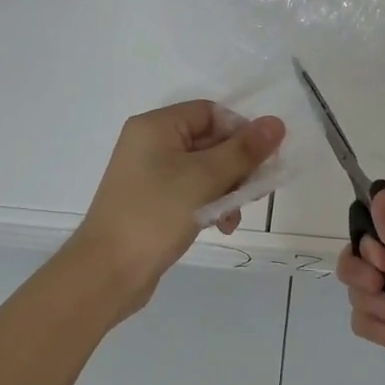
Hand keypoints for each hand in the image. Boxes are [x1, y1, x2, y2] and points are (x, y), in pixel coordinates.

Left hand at [75, 100, 284, 306]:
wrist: (107, 271)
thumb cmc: (155, 215)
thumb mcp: (205, 178)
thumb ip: (244, 151)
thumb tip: (276, 123)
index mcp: (156, 126)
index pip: (211, 112)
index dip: (240, 132)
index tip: (262, 160)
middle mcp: (151, 144)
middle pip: (210, 141)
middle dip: (237, 167)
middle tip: (255, 192)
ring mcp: (150, 174)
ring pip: (204, 170)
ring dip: (227, 190)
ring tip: (234, 217)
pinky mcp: (153, 202)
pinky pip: (191, 192)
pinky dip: (209, 204)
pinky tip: (221, 226)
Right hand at [336, 193, 384, 384]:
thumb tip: (377, 192)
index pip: (382, 226)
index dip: (371, 240)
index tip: (381, 259)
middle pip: (363, 257)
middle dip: (359, 268)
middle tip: (377, 283)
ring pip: (360, 289)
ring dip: (364, 297)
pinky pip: (366, 321)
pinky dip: (369, 323)